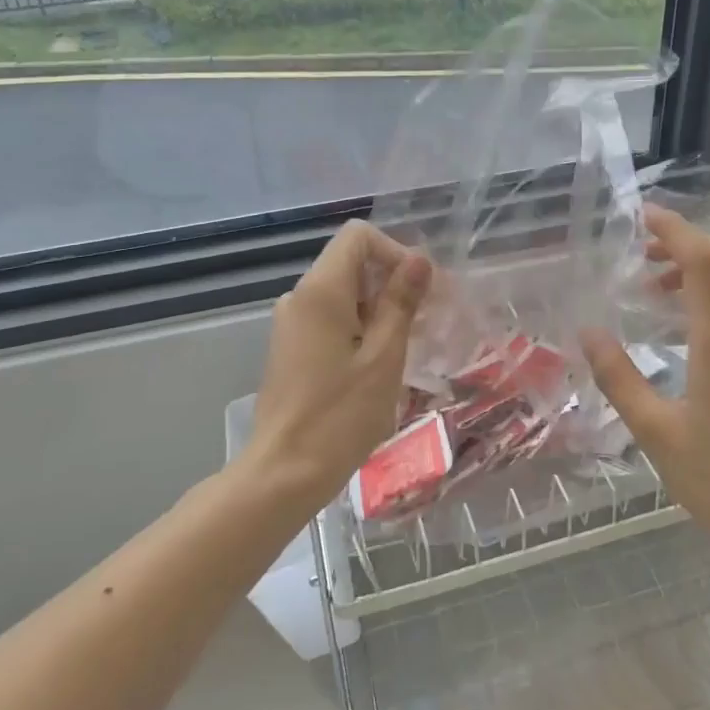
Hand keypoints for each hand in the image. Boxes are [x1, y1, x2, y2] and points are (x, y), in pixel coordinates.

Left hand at [244, 220, 430, 511]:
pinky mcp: (292, 346)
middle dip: (392, 282)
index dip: (395, 252)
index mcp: (321, 291)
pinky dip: (360, 326)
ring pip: (344, 292)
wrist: (284, 473)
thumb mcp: (384, 357)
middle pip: (352, 262)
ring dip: (380, 307)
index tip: (421, 292)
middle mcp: (300, 297)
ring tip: (407, 346)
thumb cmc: (340, 416)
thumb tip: (420, 260)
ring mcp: (292, 322)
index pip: (358, 236)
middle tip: (426, 322)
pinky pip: (332, 317)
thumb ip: (401, 302)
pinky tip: (379, 362)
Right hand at [581, 205, 709, 577]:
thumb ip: (619, 377)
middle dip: (686, 241)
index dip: (675, 229)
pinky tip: (686, 328)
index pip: (706, 261)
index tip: (641, 217)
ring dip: (700, 269)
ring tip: (655, 290)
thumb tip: (588, 332)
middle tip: (642, 253)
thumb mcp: (656, 433)